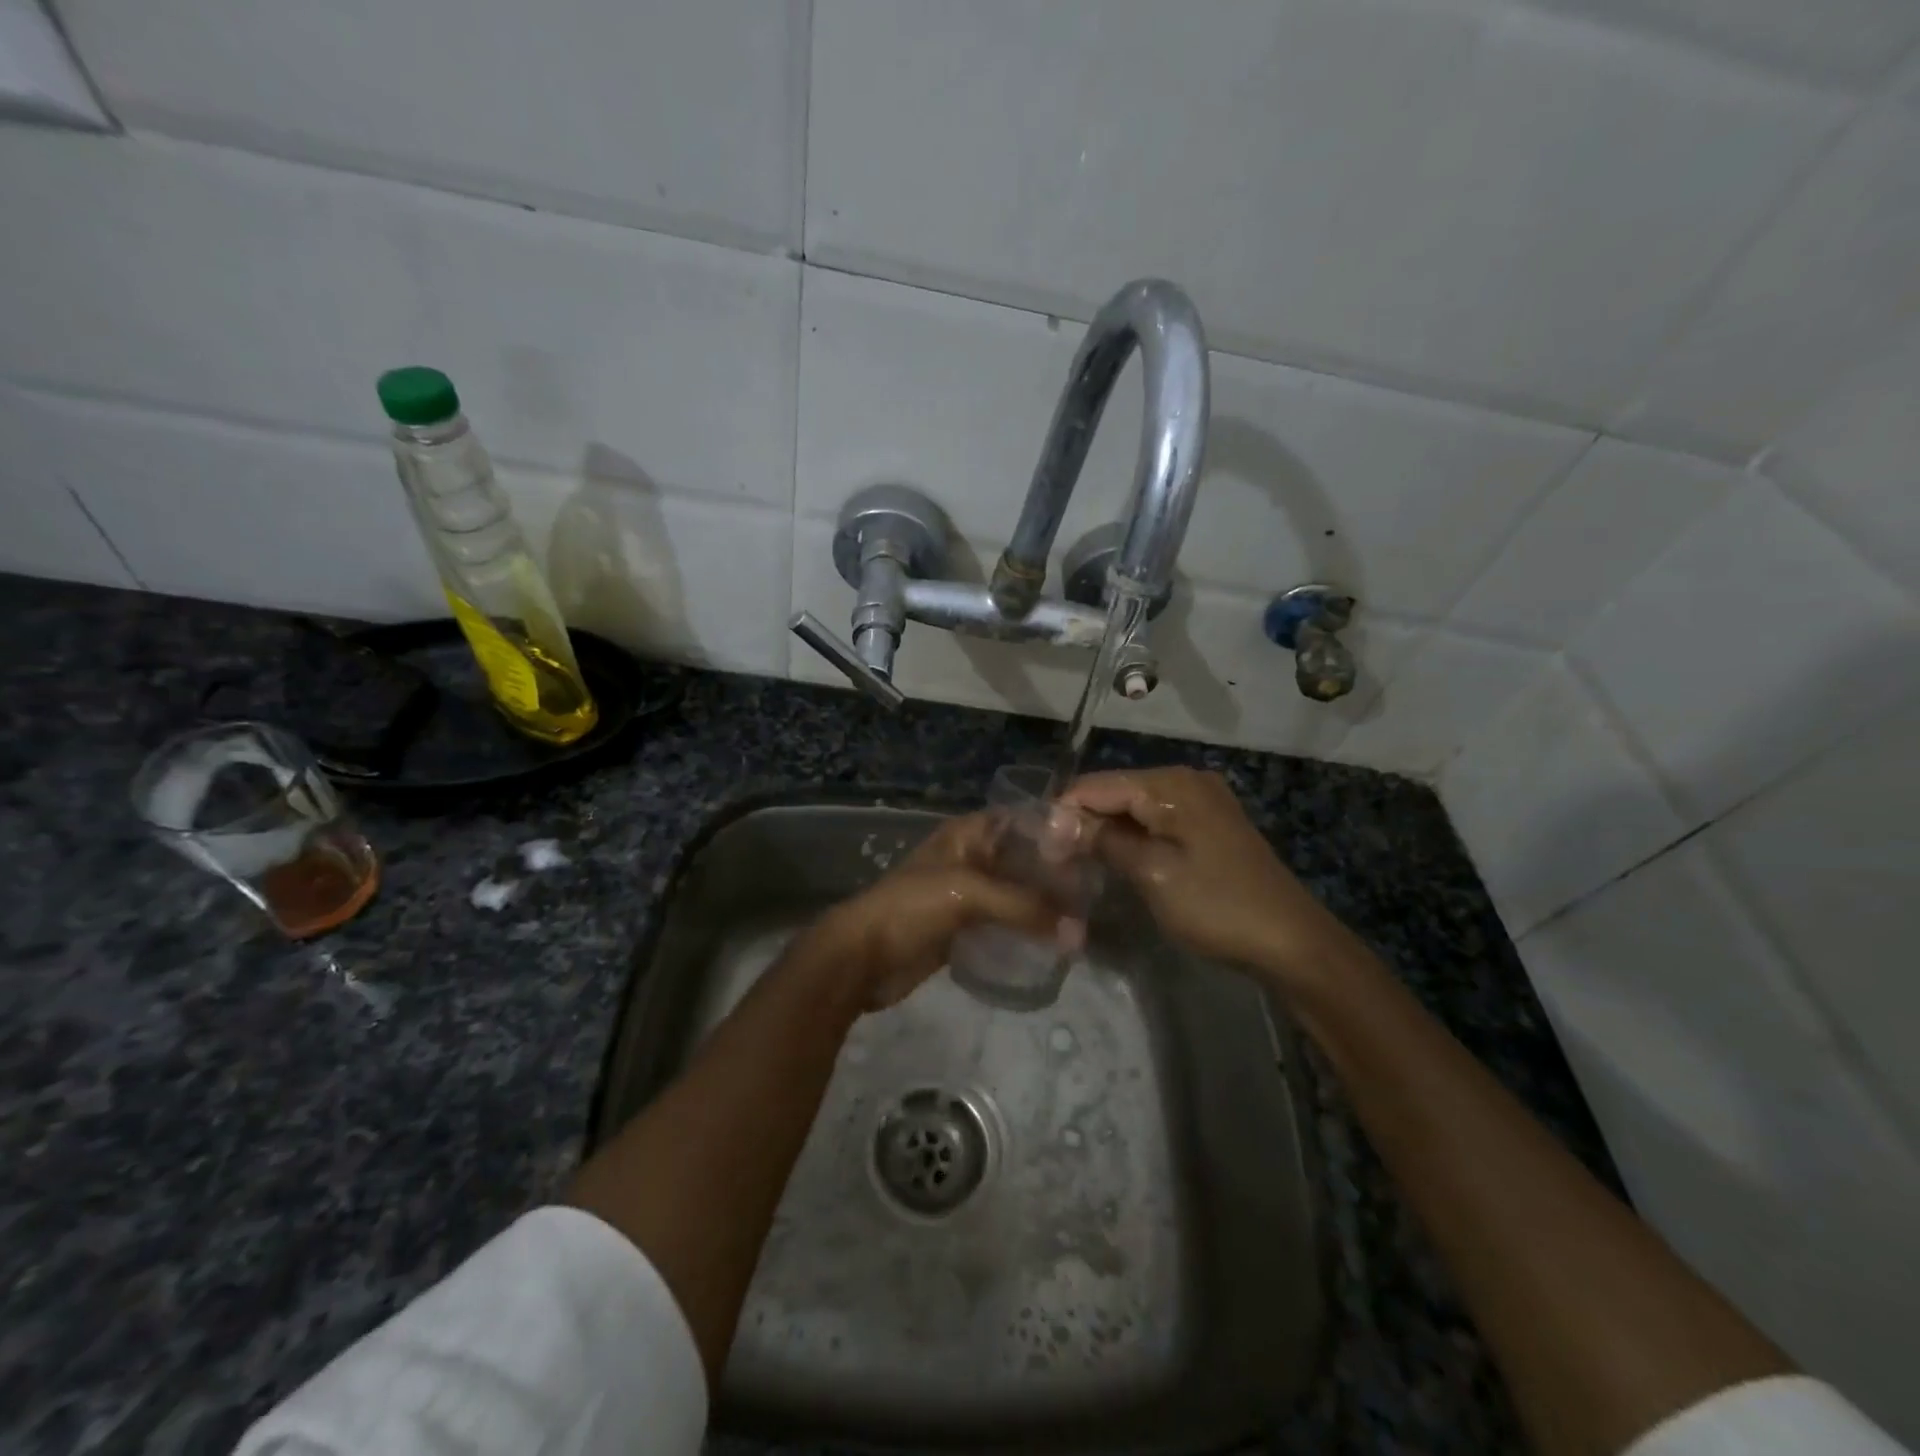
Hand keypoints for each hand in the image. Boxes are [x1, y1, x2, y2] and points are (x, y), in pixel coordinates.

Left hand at [810, 810, 1085, 1010]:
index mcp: (967, 835)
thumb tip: (1079, 934)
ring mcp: (965, 895)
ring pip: (1014, 894)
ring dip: (1042, 907)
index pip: (1021, 821)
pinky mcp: (962, 929)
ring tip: (1083, 921)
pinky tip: (1053, 943)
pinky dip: (1025, 932)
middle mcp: (970, 858)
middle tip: (1097, 894)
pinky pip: (1003, 925)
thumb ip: (1024, 908)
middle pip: (1021, 860)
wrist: (861, 957)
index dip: (1054, 832)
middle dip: (1054, 876)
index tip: (1093, 849)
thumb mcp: (969, 893)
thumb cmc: (911, 908)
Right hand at [1059, 767, 1350, 994]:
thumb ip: (1102, 840)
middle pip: (1115, 792)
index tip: (1037, 848)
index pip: (1097, 785)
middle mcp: (1185, 780)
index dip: (1063, 812)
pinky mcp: (1208, 824)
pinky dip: (1131, 837)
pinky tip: (1114, 859)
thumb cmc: (1216, 905)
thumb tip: (1055, 820)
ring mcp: (1201, 801)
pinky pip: (1156, 820)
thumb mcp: (1152, 873)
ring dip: (1104, 831)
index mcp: (1171, 784)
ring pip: (1134, 808)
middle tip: (1054, 860)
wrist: (1291, 941)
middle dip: (1082, 821)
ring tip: (1075, 862)